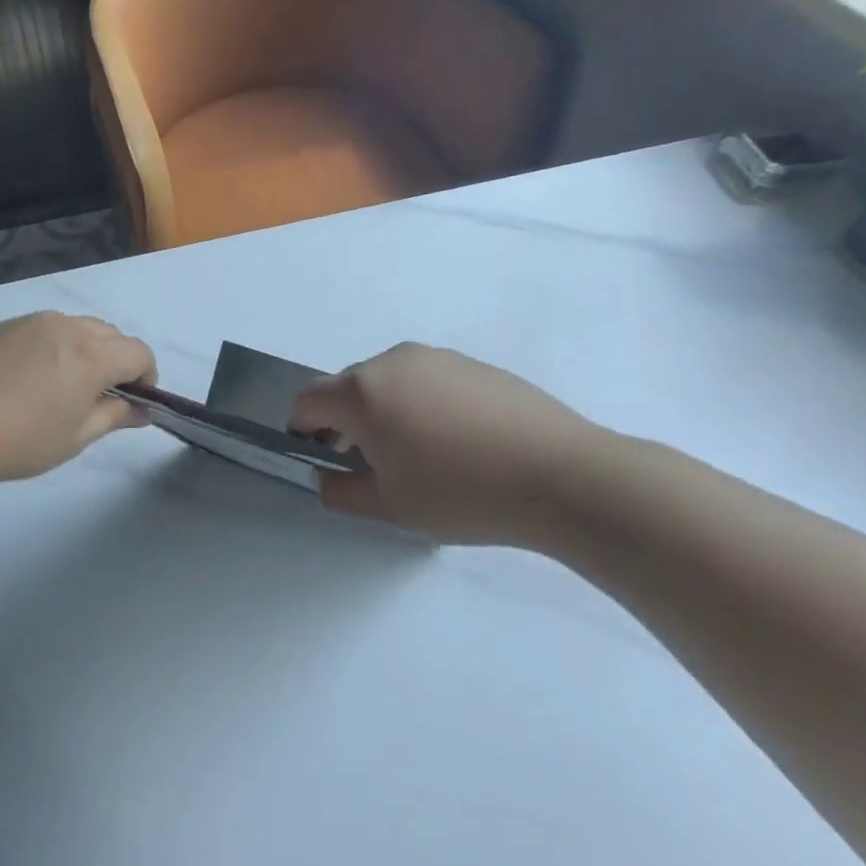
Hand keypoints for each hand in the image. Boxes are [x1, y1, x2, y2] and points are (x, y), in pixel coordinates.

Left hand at [0, 313, 155, 486]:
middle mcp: (64, 327)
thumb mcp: (74, 438)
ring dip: (85, 350)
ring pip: (74, 327)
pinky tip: (26, 379)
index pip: (138, 352)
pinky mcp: (0, 326)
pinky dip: (51, 347)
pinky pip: (41, 330)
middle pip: (110, 334)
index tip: (135, 402)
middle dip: (117, 361)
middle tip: (100, 397)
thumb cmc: (17, 441)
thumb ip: (113, 417)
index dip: (147, 377)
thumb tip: (141, 410)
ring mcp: (29, 322)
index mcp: (91, 354)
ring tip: (62, 387)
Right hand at [290, 343, 610, 546]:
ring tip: (414, 456)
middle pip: (347, 388)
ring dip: (382, 412)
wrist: (564, 475)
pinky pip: (426, 381)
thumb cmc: (461, 493)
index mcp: (362, 392)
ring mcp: (437, 358)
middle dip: (342, 422)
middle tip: (365, 464)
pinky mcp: (474, 364)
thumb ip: (339, 492)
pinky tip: (454, 443)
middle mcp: (392, 362)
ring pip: (388, 382)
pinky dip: (420, 405)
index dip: (301, 431)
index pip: (307, 402)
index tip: (319, 459)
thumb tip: (327, 477)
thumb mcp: (387, 507)